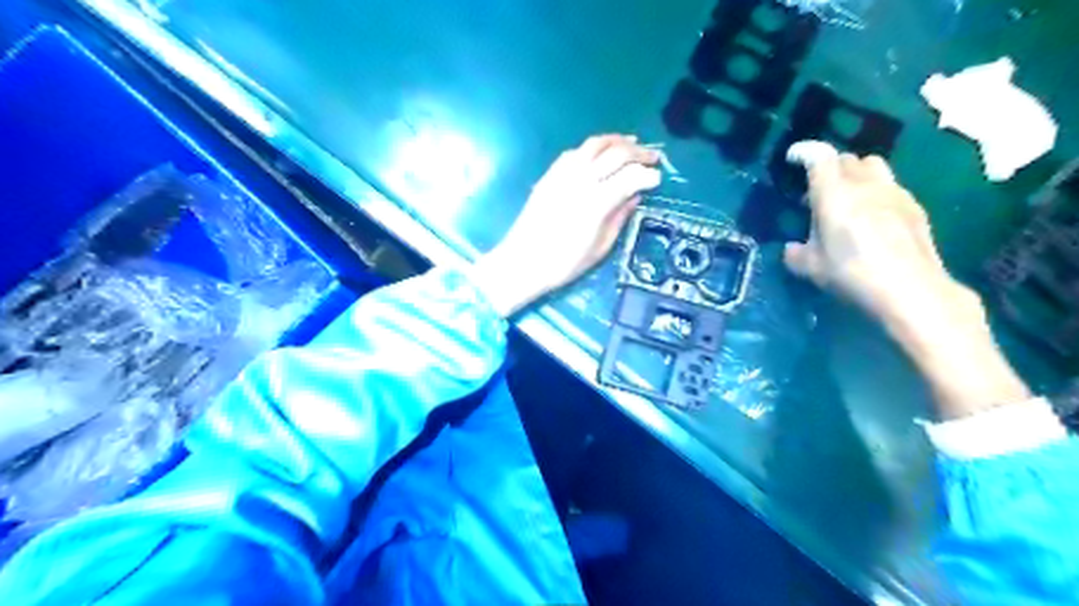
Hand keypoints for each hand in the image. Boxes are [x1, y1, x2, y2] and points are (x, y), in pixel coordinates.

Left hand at [475, 134, 661, 315]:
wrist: (522, 262)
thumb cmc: (564, 264)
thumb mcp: (600, 248)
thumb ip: (619, 218)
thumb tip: (634, 196)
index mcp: (597, 203)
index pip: (631, 177)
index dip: (649, 175)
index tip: (659, 178)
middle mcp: (581, 181)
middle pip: (616, 153)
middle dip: (639, 152)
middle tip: (654, 156)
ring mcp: (562, 174)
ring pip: (594, 144)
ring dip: (617, 140)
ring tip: (632, 143)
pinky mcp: (549, 175)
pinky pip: (574, 152)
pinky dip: (593, 147)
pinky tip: (601, 152)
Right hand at [791, 151, 1027, 419]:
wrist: (910, 289)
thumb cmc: (852, 274)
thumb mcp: (811, 268)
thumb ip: (796, 253)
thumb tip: (791, 249)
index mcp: (834, 194)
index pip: (819, 156)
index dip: (804, 151)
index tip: (792, 158)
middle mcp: (865, 184)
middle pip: (846, 158)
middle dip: (828, 167)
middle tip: (817, 190)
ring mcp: (894, 192)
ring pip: (873, 166)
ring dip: (855, 175)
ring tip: (847, 198)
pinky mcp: (914, 206)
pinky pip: (890, 186)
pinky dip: (876, 192)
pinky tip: (873, 217)